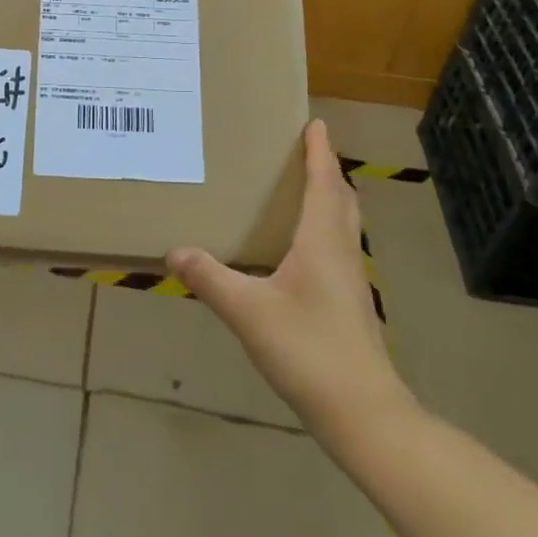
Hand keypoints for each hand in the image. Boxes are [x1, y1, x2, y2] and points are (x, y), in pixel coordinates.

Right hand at [168, 120, 415, 436]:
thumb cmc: (308, 350)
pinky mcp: (350, 306)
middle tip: (305, 153)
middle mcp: (342, 254)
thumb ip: (210, 279)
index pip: (324, 184)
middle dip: (327, 172)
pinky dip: (323, 232)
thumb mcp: (248, 311)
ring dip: (328, 201)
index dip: (320, 153)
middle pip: (341, 201)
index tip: (316, 123)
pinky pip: (337, 250)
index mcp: (322, 243)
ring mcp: (351, 282)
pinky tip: (298, 252)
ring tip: (301, 192)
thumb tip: (174, 251)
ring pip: (343, 227)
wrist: (363, 413)